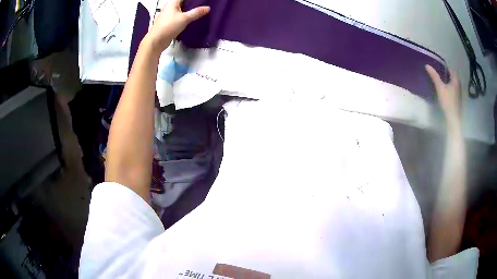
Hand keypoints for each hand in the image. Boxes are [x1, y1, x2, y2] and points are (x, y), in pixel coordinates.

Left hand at [147, 0, 209, 51]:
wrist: (156, 41)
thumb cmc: (169, 27)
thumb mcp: (185, 18)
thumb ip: (196, 12)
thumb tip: (208, 8)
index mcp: (172, 3)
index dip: (193, 0)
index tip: (202, 2)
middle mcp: (169, 7)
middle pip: (183, 3)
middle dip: (192, 4)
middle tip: (202, 6)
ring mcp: (168, 15)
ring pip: (181, 10)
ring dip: (189, 11)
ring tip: (199, 12)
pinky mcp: (168, 22)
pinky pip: (178, 16)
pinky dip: (185, 17)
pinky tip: (191, 20)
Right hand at [426, 65, 461, 129]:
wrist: (453, 119)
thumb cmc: (448, 101)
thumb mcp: (440, 87)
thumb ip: (434, 76)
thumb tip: (427, 65)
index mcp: (455, 80)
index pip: (450, 70)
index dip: (444, 68)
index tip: (437, 69)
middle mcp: (458, 84)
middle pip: (451, 77)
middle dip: (445, 75)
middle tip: (438, 76)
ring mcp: (459, 93)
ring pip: (452, 84)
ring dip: (447, 82)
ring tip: (440, 83)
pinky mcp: (458, 99)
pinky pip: (453, 90)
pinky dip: (449, 88)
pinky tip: (444, 92)